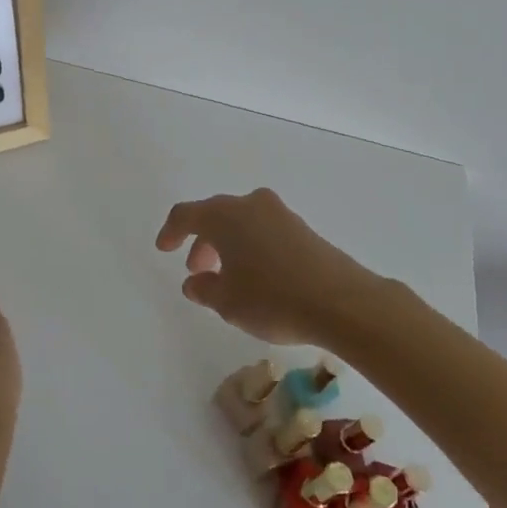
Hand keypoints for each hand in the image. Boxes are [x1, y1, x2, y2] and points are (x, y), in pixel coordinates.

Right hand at [154, 187, 369, 344]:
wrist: (342, 302)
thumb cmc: (273, 299)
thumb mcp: (228, 302)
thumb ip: (204, 289)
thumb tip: (194, 281)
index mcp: (224, 215)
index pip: (186, 214)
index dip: (171, 231)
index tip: (164, 249)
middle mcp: (250, 205)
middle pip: (215, 215)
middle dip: (202, 241)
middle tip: (197, 270)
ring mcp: (280, 214)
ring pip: (242, 222)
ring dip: (228, 245)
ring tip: (227, 277)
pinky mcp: (302, 228)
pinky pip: (264, 231)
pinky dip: (252, 247)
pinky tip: (257, 276)